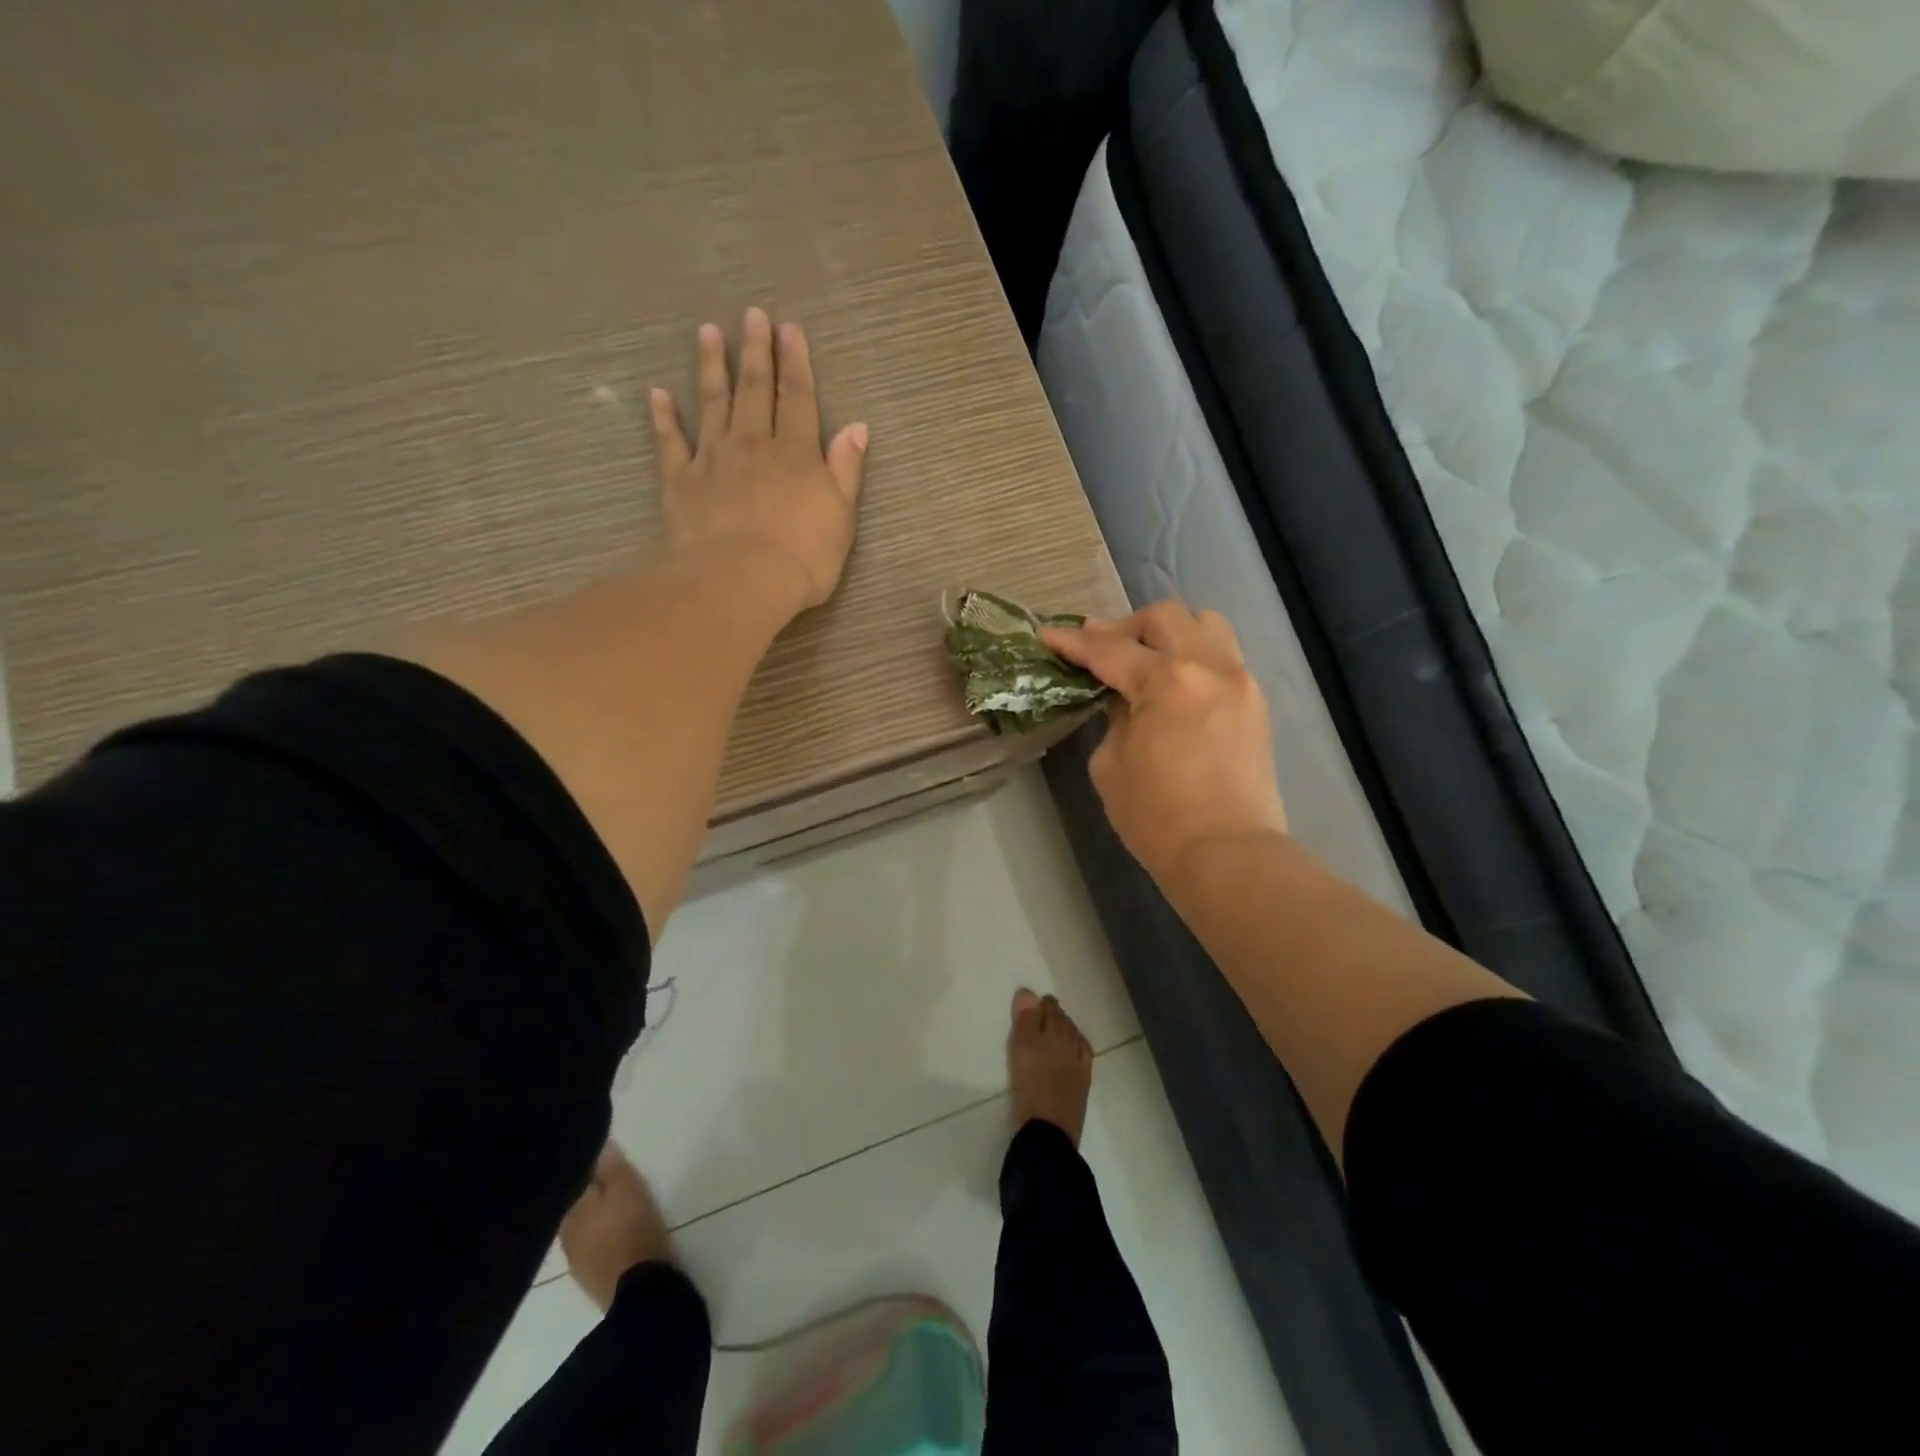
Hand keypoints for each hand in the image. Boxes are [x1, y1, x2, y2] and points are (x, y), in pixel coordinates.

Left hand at [649, 308, 868, 613]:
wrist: (743, 580)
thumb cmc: (803, 555)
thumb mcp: (841, 516)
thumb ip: (846, 470)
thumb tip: (857, 428)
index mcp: (796, 453)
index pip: (797, 399)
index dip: (796, 363)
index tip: (789, 329)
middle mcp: (753, 445)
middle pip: (754, 390)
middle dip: (755, 351)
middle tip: (751, 314)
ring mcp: (713, 460)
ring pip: (712, 404)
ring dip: (711, 367)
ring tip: (707, 333)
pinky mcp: (681, 482)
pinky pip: (671, 443)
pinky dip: (664, 418)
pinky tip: (658, 394)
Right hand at [1043, 602, 1286, 883]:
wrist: (1227, 854)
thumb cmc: (1156, 816)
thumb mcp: (1111, 764)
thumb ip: (1114, 717)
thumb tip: (1124, 697)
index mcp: (1167, 681)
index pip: (1110, 650)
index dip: (1073, 643)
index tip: (1048, 635)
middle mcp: (1209, 666)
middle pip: (1164, 617)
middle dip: (1124, 627)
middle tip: (1099, 649)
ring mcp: (1240, 680)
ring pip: (1205, 624)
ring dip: (1169, 631)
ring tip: (1146, 656)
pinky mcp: (1255, 701)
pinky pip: (1223, 654)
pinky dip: (1194, 654)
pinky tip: (1176, 681)